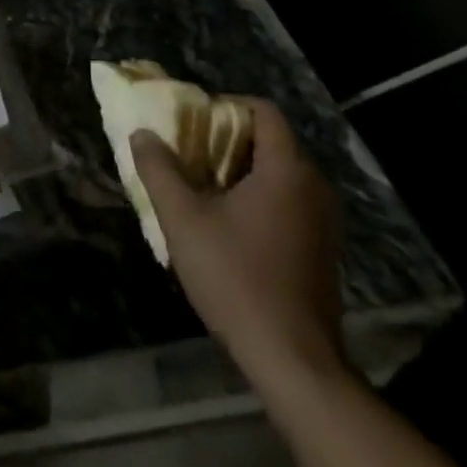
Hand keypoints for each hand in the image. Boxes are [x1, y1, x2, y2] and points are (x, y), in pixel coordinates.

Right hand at [131, 98, 343, 387]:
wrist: (294, 361)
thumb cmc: (237, 278)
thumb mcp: (183, 220)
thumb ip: (159, 170)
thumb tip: (143, 134)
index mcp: (287, 169)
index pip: (263, 110)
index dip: (226, 105)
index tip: (194, 123)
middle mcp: (314, 186)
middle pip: (270, 141)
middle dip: (227, 141)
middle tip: (189, 155)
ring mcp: (324, 220)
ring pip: (279, 174)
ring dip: (241, 172)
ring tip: (202, 190)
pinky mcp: (323, 249)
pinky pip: (289, 202)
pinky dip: (259, 199)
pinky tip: (229, 227)